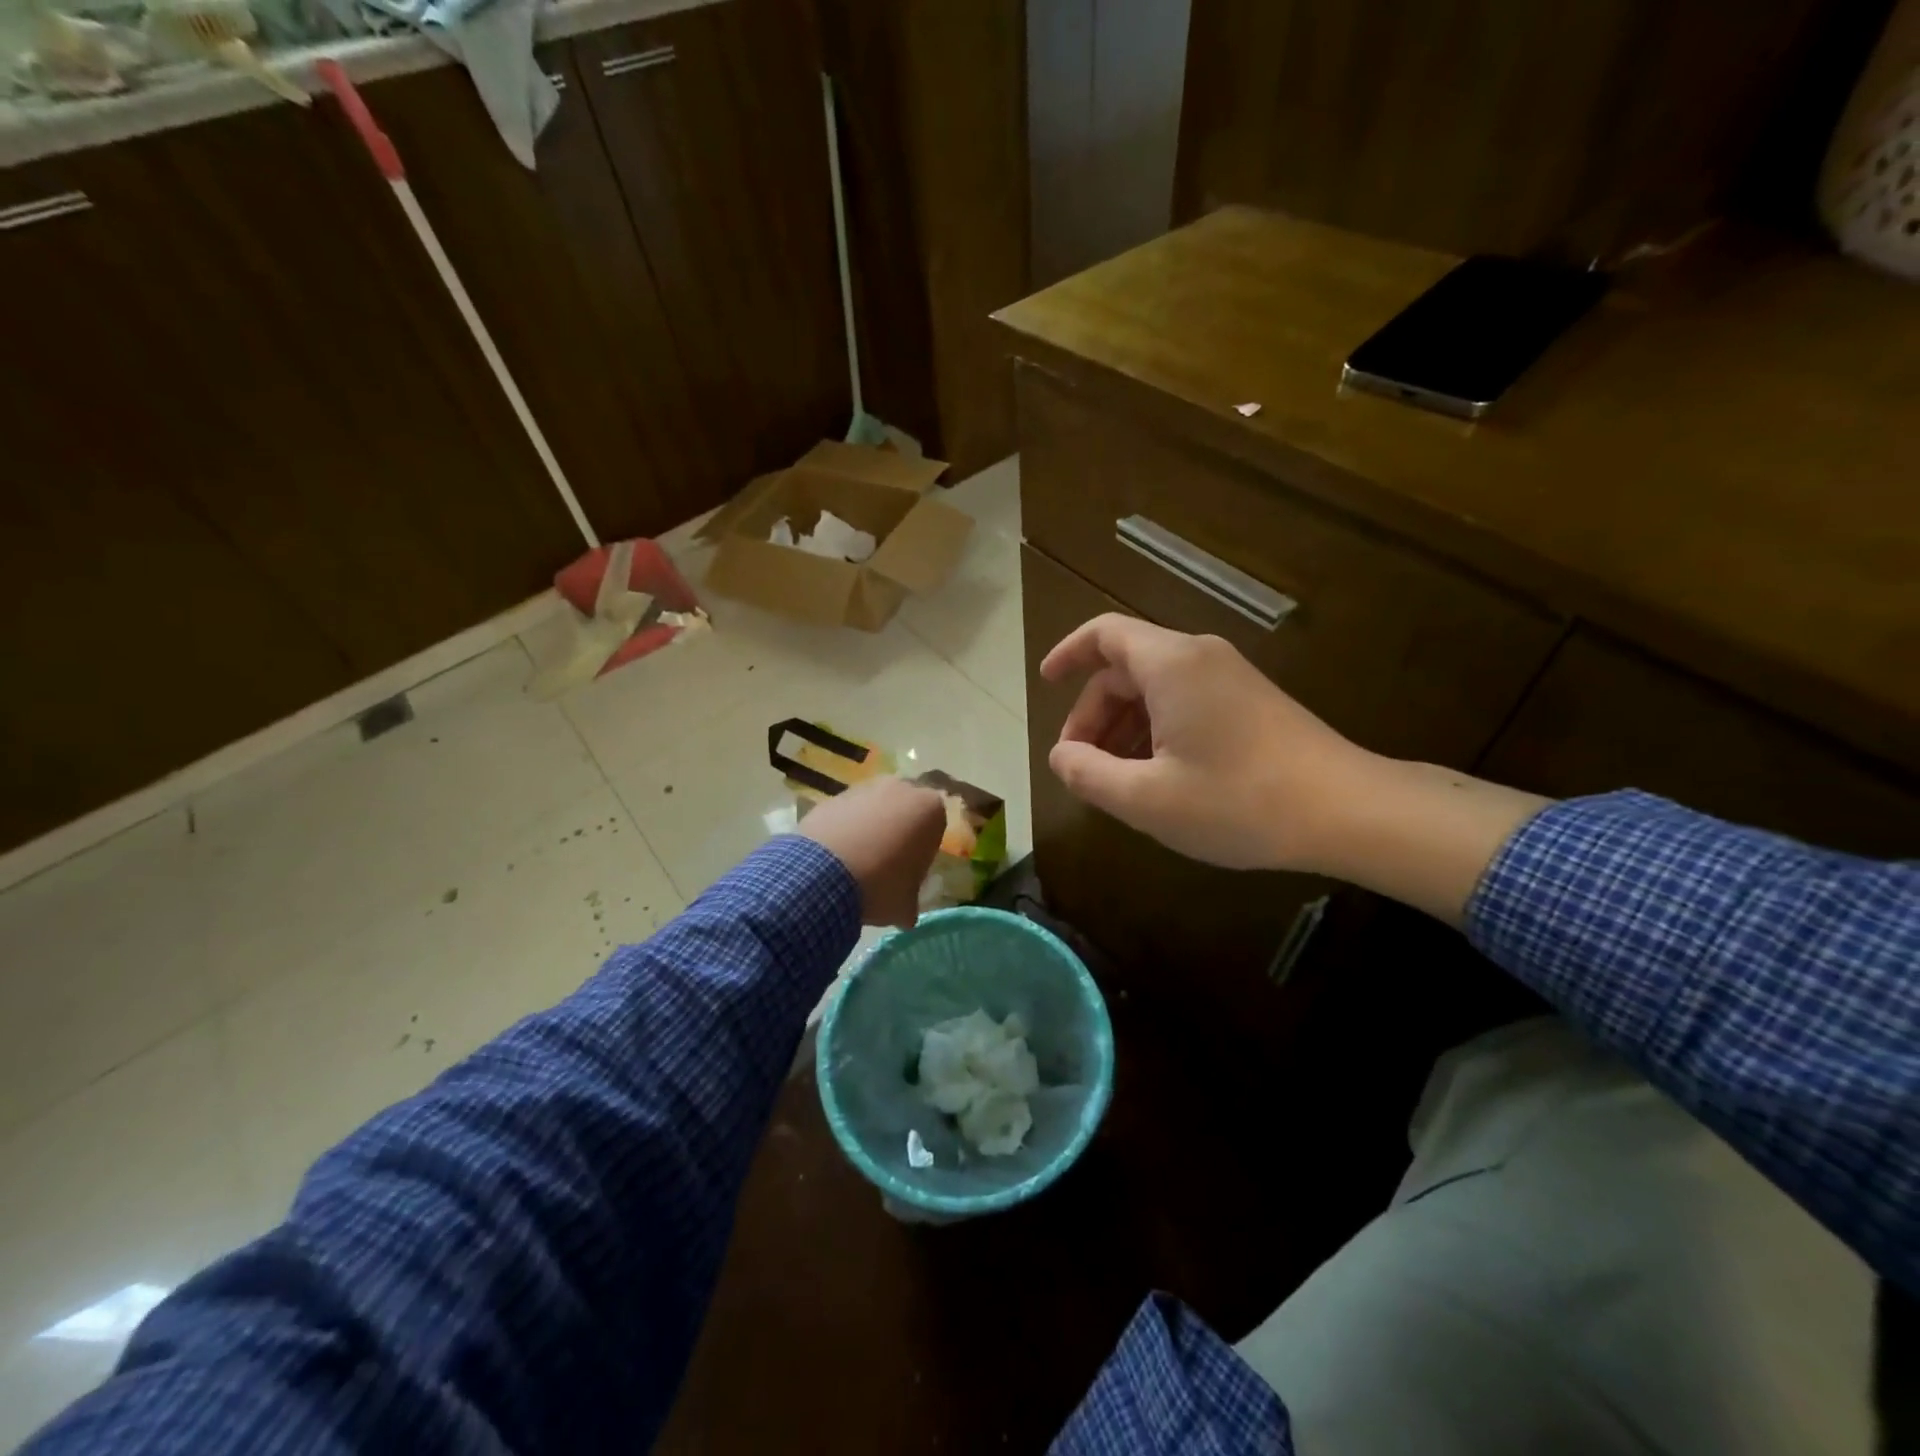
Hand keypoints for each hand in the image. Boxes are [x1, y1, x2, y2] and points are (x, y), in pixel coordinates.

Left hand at [798, 776, 946, 926]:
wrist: (823, 874)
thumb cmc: (880, 885)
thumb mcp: (906, 905)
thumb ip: (911, 901)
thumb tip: (906, 913)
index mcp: (929, 808)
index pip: (934, 827)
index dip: (923, 850)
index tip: (911, 871)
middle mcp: (900, 788)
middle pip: (904, 811)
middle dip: (897, 831)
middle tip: (886, 864)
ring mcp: (864, 788)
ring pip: (873, 808)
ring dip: (869, 829)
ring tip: (856, 863)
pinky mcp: (832, 796)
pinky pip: (846, 814)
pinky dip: (844, 830)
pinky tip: (834, 858)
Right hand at [1041, 615, 1367, 871]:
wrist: (1348, 811)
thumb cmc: (1237, 801)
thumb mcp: (1146, 799)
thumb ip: (1088, 774)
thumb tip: (1061, 757)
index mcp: (1170, 665)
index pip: (1104, 634)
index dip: (1067, 653)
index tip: (1044, 684)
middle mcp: (1200, 658)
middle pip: (1126, 668)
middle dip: (1093, 713)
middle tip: (1081, 765)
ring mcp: (1231, 678)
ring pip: (1156, 688)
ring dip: (1124, 726)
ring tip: (1115, 779)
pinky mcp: (1252, 702)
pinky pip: (1186, 702)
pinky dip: (1157, 729)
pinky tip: (1159, 777)